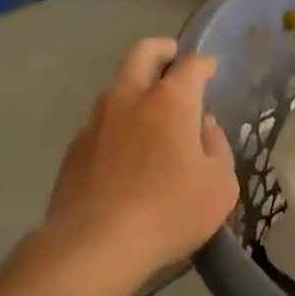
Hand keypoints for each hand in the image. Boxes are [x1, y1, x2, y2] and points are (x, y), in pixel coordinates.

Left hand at [43, 37, 237, 295]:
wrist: (95, 245)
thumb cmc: (169, 212)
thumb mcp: (219, 185)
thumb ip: (217, 146)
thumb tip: (203, 126)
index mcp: (170, 102)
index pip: (190, 65)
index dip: (204, 63)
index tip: (211, 68)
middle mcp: (130, 100)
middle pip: (141, 54)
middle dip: (160, 49)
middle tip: (173, 58)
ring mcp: (96, 122)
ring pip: (116, 87)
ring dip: (135, 88)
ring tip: (151, 112)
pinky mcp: (75, 150)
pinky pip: (101, 123)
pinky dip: (118, 124)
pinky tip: (126, 151)